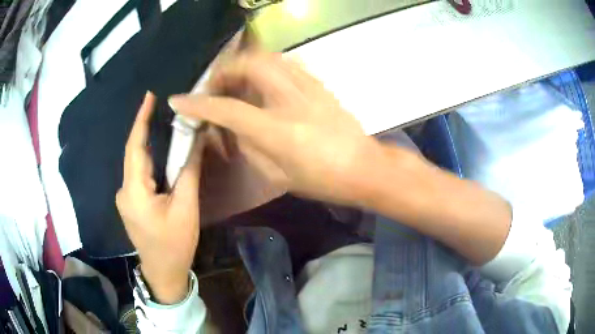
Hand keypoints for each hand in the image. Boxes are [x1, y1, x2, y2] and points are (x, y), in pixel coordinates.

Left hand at [116, 92, 202, 303]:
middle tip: (160, 107)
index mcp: (134, 191)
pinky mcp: (130, 202)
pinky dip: (148, 160)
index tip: (148, 96)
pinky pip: (138, 174)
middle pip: (134, 153)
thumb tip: (196, 141)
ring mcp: (125, 198)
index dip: (141, 120)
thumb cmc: (175, 244)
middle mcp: (124, 190)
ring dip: (148, 145)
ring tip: (163, 126)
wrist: (162, 272)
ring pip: (136, 164)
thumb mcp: (186, 208)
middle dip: (145, 128)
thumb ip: (189, 172)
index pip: (135, 147)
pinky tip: (160, 156)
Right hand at [169, 52, 377, 204]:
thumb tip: (235, 126)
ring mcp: (309, 88)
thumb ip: (249, 145)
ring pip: (269, 58)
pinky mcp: (320, 84)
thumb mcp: (277, 174)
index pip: (228, 109)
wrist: (364, 168)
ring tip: (236, 80)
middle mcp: (292, 101)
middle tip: (215, 86)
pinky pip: (287, 63)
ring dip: (245, 64)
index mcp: (278, 131)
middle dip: (224, 71)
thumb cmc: (322, 181)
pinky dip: (267, 65)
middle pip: (249, 66)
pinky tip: (263, 80)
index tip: (179, 100)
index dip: (199, 104)